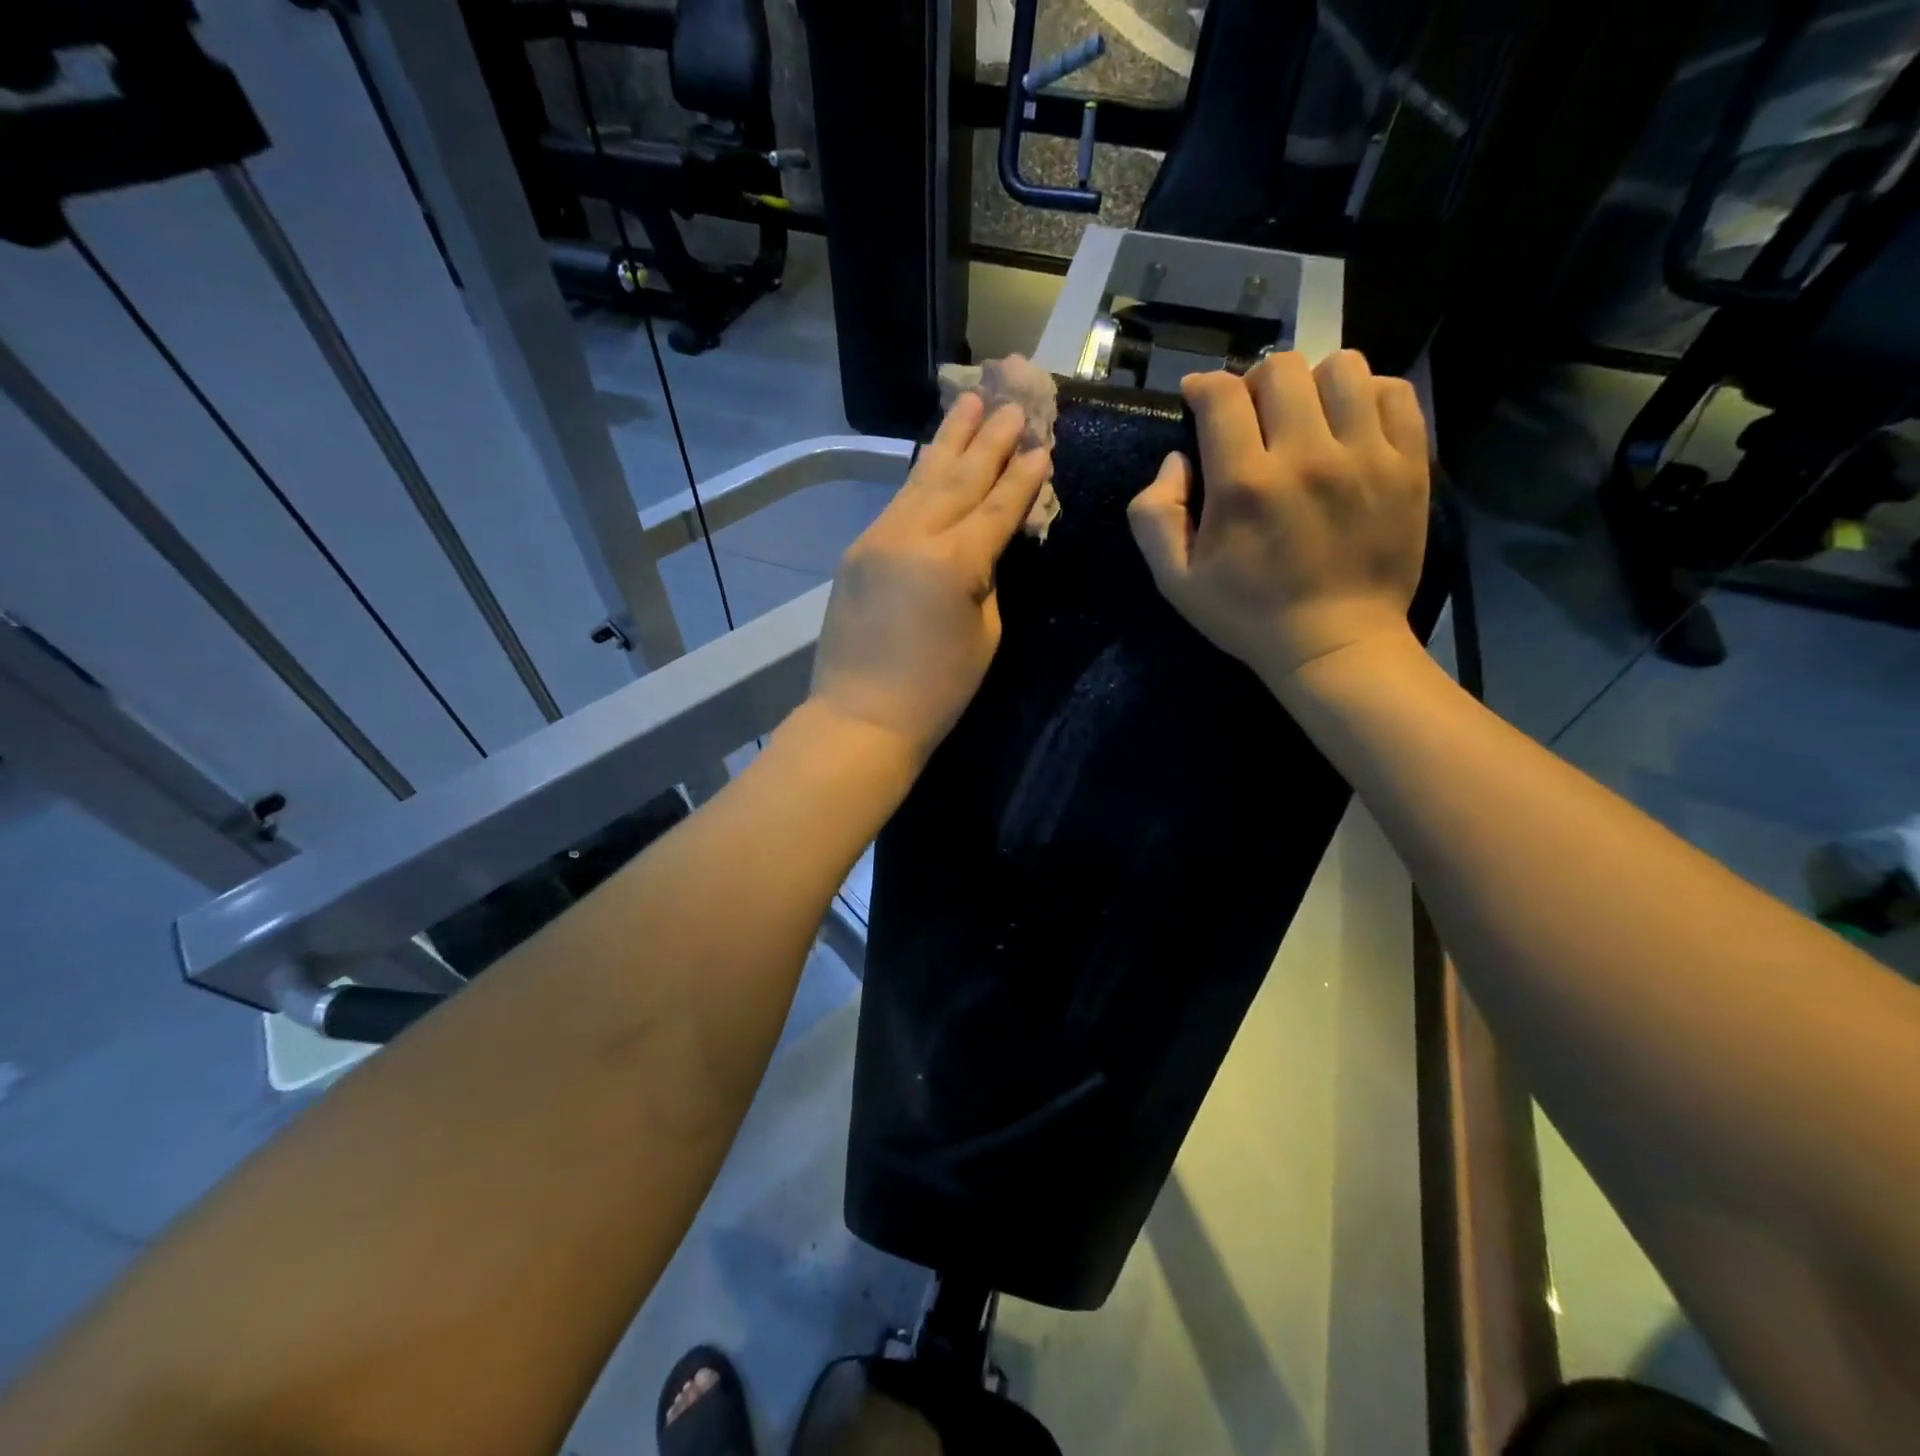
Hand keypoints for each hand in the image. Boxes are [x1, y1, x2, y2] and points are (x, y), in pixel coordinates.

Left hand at [811, 394, 1050, 760]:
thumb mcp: (984, 635)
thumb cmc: (936, 690)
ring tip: (969, 402)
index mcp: (955, 563)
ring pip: (921, 480)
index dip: (1022, 478)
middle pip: (959, 479)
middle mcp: (914, 537)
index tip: (1041, 445)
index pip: (997, 508)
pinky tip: (932, 456)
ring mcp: (879, 539)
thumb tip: (983, 547)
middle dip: (989, 440)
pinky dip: (919, 476)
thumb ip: (986, 580)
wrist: (861, 716)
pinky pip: (897, 503)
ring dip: (949, 441)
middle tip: (1011, 403)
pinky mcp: (857, 550)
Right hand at [1127, 350, 1429, 688]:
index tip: (1199, 400)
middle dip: (1253, 383)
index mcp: (1244, 485)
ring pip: (1341, 367)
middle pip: (1279, 368)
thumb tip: (1176, 460)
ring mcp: (1365, 456)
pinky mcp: (1407, 464)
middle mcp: (1306, 456)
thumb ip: (1154, 516)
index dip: (1203, 387)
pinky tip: (1348, 427)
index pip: (1221, 395)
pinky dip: (1366, 396)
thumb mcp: (1175, 582)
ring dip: (1312, 383)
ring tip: (1305, 418)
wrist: (1336, 645)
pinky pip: (1393, 392)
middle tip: (1250, 416)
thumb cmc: (1248, 615)